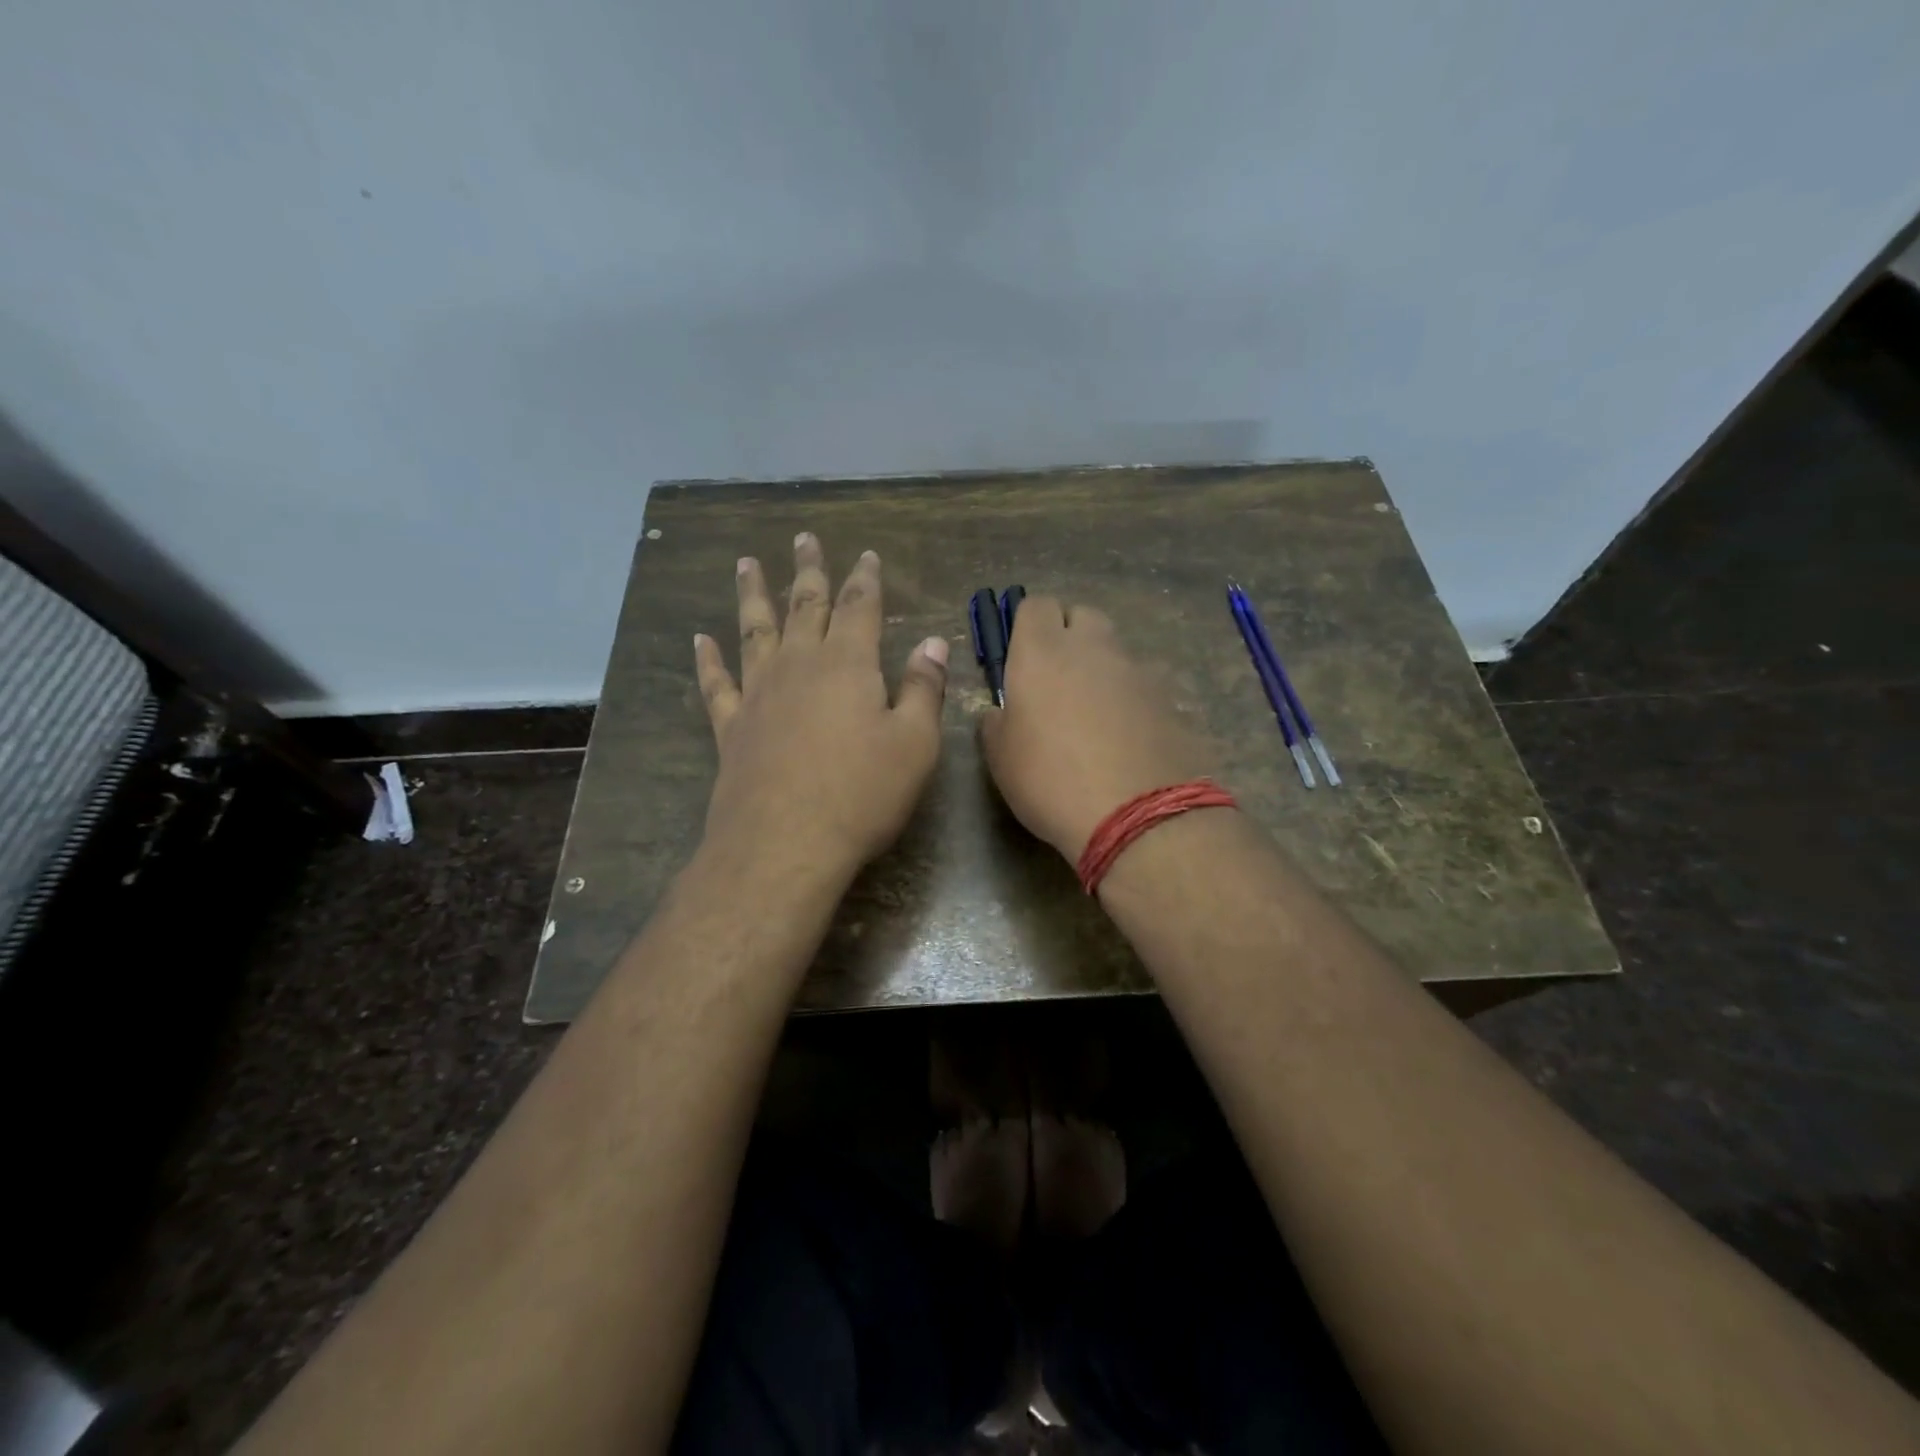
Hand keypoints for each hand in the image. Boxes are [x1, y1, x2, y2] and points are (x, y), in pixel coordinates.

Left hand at [693, 533, 948, 885]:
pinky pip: (717, 683)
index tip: (866, 555)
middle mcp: (799, 666)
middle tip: (804, 539)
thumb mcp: (914, 743)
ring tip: (746, 564)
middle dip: (808, 571)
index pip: (859, 607)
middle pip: (804, 605)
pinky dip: (708, 659)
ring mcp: (758, 694)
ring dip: (753, 595)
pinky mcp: (731, 727)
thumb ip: (924, 689)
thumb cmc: (861, 794)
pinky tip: (700, 640)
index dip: (865, 579)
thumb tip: (934, 642)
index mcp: (848, 665)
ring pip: (755, 631)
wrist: (784, 844)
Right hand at [980, 596, 1212, 861]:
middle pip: (1082, 616)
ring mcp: (1137, 670)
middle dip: (1068, 636)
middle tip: (1056, 681)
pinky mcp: (1169, 698)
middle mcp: (1093, 648)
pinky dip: (1129, 698)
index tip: (1021, 658)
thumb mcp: (1000, 757)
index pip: (1035, 605)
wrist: (1138, 816)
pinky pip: (1141, 684)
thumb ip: (995, 721)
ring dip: (1100, 668)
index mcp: (1042, 651)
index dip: (1026, 626)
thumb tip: (1001, 711)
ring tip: (1092, 715)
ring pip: (1114, 650)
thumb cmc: (1050, 780)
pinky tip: (1124, 738)